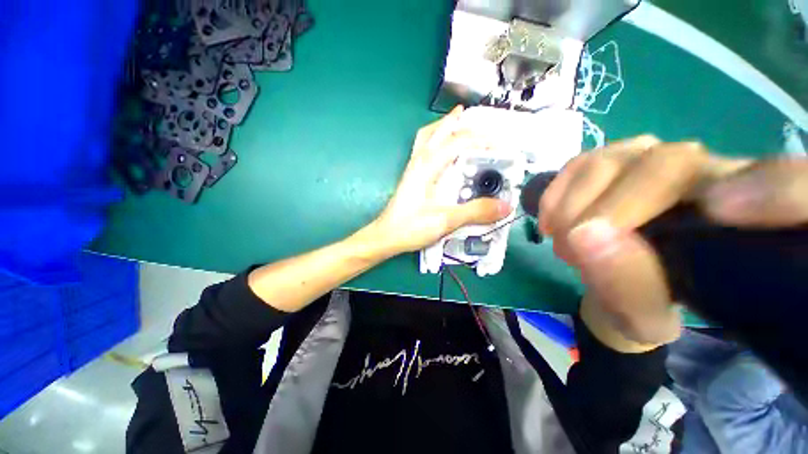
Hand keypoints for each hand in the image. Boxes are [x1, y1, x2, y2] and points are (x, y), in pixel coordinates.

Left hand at [368, 106, 511, 254]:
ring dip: (443, 128)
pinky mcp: (411, 177)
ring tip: (459, 124)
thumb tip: (504, 206)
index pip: (457, 141)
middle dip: (458, 122)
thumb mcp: (445, 220)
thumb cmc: (410, 227)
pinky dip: (436, 141)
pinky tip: (444, 151)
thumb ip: (475, 212)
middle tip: (478, 121)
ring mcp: (413, 168)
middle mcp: (418, 162)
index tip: (499, 146)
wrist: (386, 236)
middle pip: (437, 131)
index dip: (480, 140)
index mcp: (427, 167)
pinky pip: (424, 149)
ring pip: (427, 137)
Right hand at [539, 136, 807, 350]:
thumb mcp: (640, 315)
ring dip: (573, 204)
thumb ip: (628, 285)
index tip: (720, 213)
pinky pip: (580, 161)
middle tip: (574, 253)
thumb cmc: (642, 302)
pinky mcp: (613, 158)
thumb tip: (588, 237)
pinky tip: (551, 219)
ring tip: (562, 240)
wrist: (617, 278)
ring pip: (614, 158)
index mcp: (745, 223)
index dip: (776, 189)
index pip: (795, 187)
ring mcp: (655, 158)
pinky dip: (557, 191)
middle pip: (668, 165)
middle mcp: (709, 174)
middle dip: (609, 214)